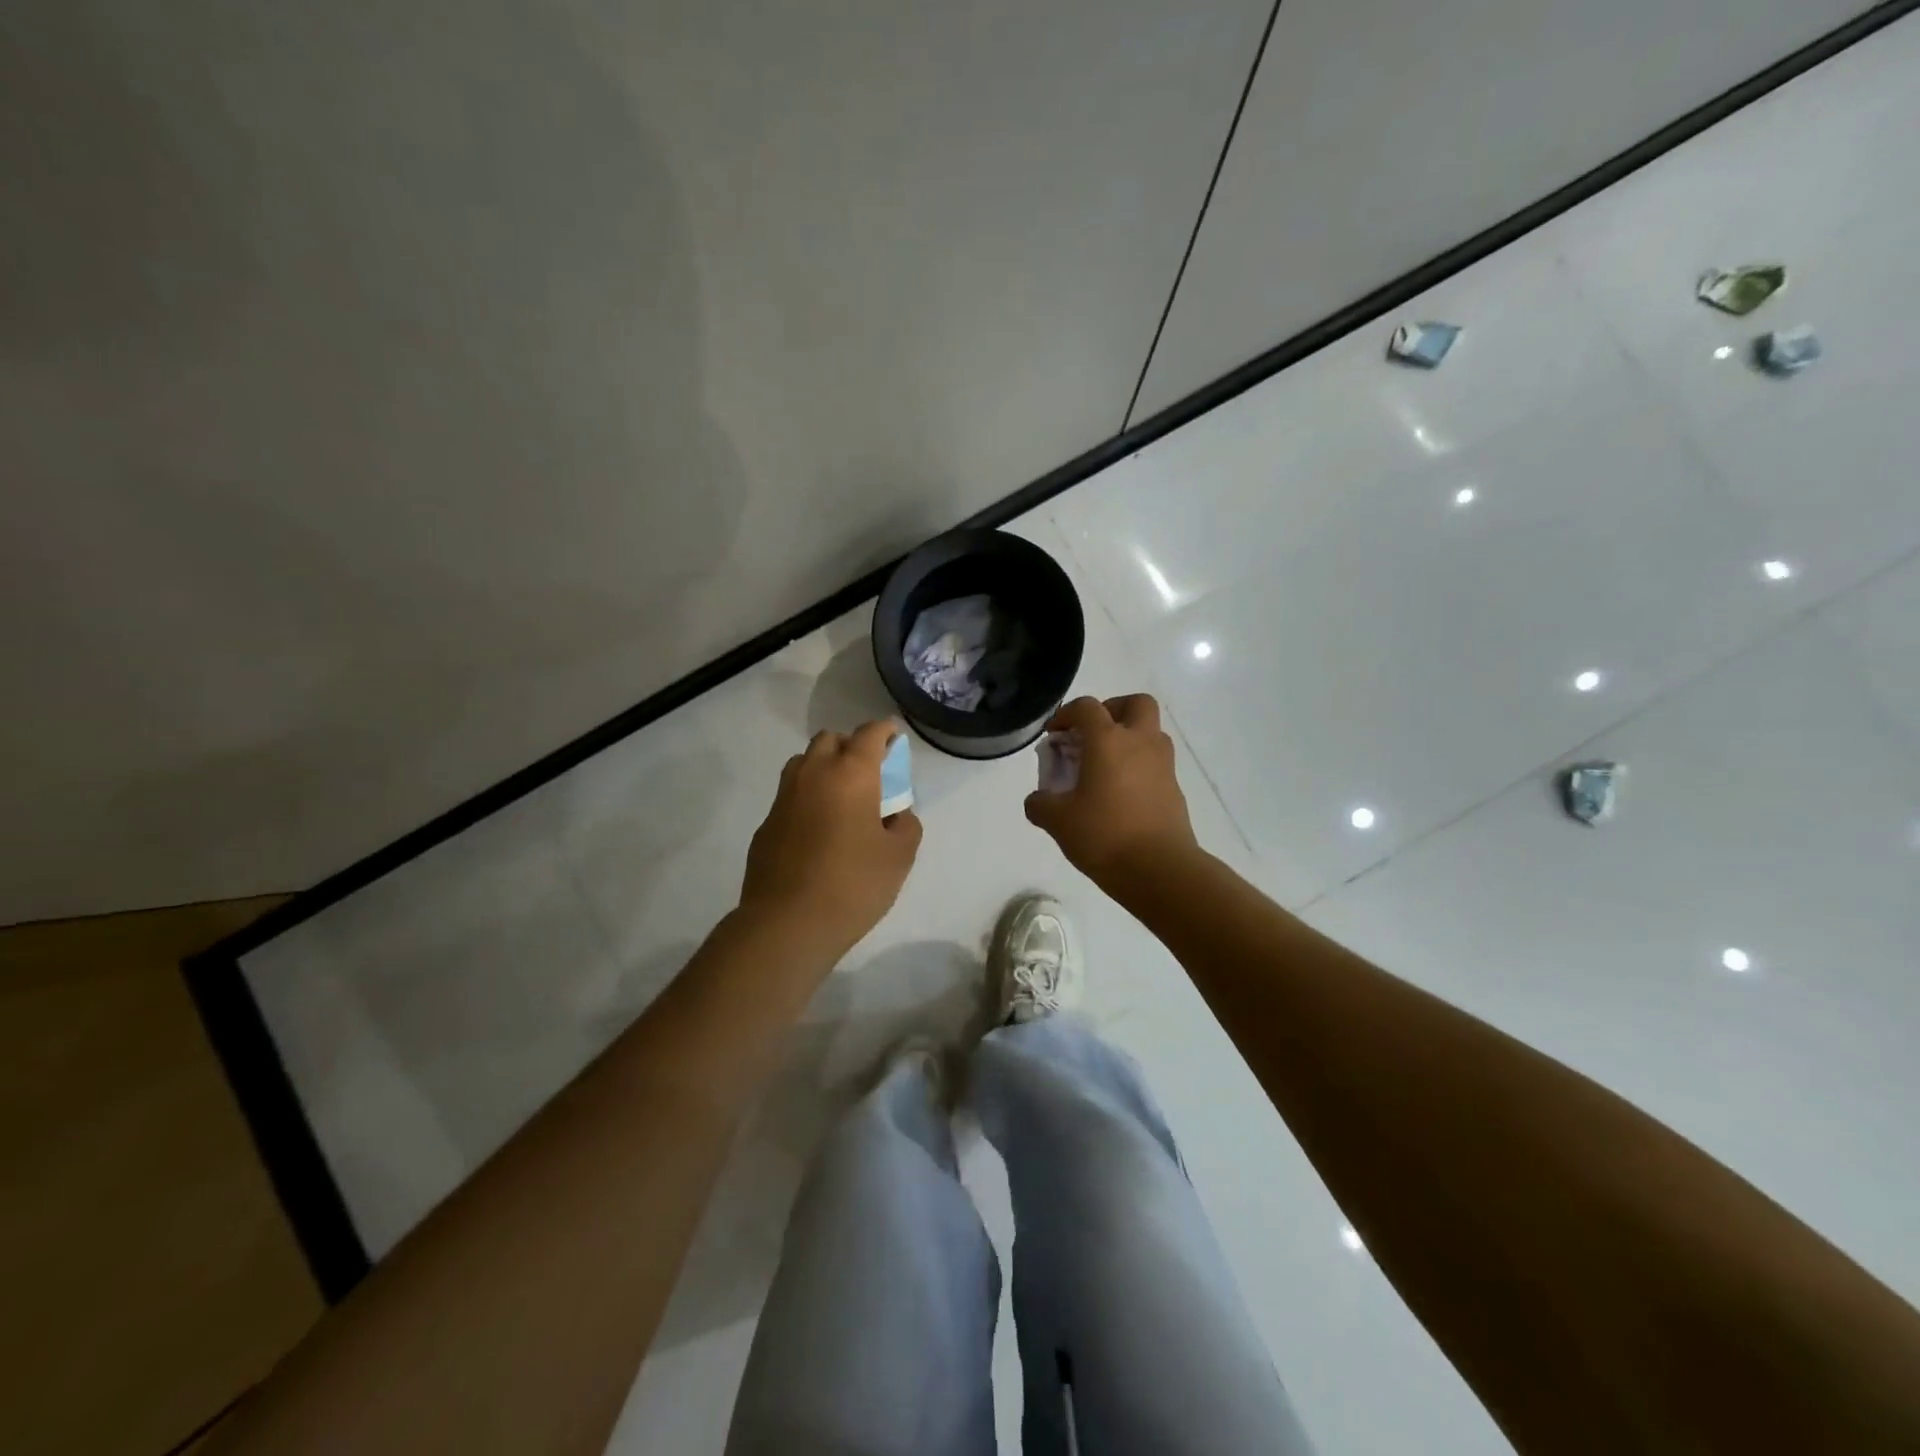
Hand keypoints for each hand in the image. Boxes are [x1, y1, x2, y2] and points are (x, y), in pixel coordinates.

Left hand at [740, 720, 923, 959]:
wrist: (787, 923)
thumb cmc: (853, 884)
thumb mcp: (899, 856)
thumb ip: (905, 825)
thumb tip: (894, 815)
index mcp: (850, 774)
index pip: (869, 734)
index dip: (884, 731)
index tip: (894, 737)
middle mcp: (813, 774)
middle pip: (830, 740)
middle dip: (851, 747)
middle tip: (869, 774)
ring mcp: (784, 797)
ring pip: (804, 763)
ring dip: (824, 768)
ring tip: (841, 798)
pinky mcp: (766, 824)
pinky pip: (790, 796)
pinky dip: (807, 799)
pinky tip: (818, 831)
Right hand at [1024, 694, 1199, 891]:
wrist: (1160, 870)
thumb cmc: (1104, 835)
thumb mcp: (1057, 821)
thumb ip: (1040, 804)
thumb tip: (1038, 800)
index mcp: (1109, 740)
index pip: (1087, 707)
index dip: (1067, 714)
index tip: (1054, 736)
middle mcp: (1140, 742)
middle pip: (1135, 703)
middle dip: (1112, 710)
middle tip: (1092, 735)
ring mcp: (1163, 765)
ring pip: (1150, 732)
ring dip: (1128, 739)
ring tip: (1104, 768)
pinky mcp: (1174, 789)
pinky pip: (1155, 763)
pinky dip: (1138, 767)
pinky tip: (1120, 796)